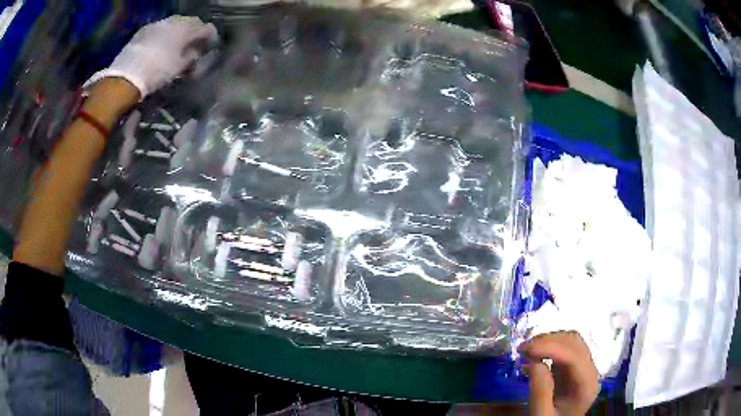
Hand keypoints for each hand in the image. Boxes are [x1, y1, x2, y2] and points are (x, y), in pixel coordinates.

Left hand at [86, 16, 218, 98]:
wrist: (126, 76)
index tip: (211, 45)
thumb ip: (191, 56)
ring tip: (177, 45)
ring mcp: (158, 24)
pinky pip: (160, 29)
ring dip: (178, 32)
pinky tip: (161, 46)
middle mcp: (174, 21)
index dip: (210, 36)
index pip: (206, 28)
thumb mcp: (179, 67)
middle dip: (194, 32)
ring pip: (174, 24)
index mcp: (187, 28)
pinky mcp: (144, 30)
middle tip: (194, 44)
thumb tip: (196, 51)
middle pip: (190, 22)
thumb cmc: (157, 72)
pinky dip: (164, 35)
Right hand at [520, 332, 599, 415]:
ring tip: (526, 349)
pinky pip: (565, 349)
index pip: (575, 357)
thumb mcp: (542, 415)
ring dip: (549, 341)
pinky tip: (534, 354)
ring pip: (571, 342)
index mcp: (587, 385)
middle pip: (574, 344)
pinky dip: (549, 347)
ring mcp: (583, 368)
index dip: (552, 348)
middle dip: (548, 341)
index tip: (526, 349)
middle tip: (522, 348)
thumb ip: (540, 392)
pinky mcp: (574, 368)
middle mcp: (590, 372)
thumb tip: (533, 362)